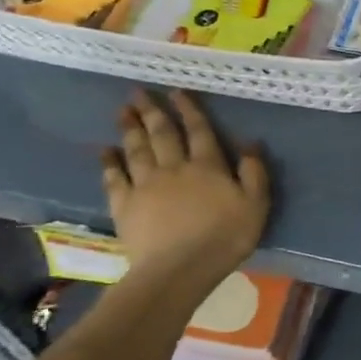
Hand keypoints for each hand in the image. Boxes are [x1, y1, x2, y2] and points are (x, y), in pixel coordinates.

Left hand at [101, 91, 269, 285]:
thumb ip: (254, 172)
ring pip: (136, 149)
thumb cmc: (224, 237)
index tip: (177, 91)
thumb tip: (250, 142)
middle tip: (138, 92)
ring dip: (130, 128)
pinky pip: (114, 177)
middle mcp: (174, 167)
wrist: (179, 268)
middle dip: (152, 111)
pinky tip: (104, 150)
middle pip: (162, 133)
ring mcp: (146, 185)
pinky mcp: (125, 205)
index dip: (189, 109)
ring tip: (123, 111)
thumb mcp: (256, 205)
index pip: (199, 130)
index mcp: (207, 166)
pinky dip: (109, 162)